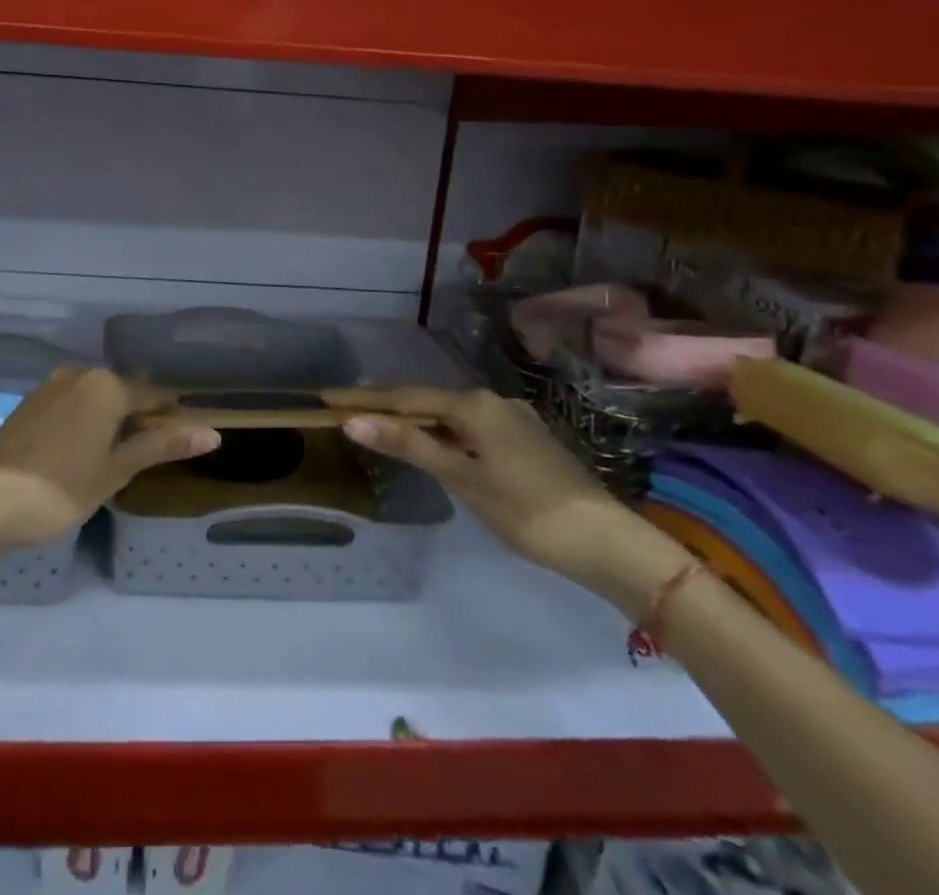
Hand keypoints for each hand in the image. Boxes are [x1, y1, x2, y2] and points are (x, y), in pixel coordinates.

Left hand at [0, 367, 220, 548]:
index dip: (172, 415)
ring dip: (111, 419)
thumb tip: (212, 432)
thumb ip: (161, 447)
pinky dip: (85, 421)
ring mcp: (50, 387)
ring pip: (95, 398)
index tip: (187, 435)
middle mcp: (80, 375)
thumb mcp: (116, 470)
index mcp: (107, 386)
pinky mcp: (29, 404)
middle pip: (123, 393)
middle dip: (140, 417)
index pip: (154, 395)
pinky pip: (71, 405)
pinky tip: (83, 449)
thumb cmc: (60, 488)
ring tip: (119, 454)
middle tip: (151, 453)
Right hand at [329, 387, 691, 609]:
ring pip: (452, 415)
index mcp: (474, 404)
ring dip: (417, 422)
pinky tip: (436, 448)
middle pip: (429, 401)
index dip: (367, 400)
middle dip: (389, 408)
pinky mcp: (526, 441)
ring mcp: (513, 419)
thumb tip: (355, 421)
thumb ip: (409, 445)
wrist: (607, 541)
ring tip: (383, 430)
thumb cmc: (527, 510)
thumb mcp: (461, 478)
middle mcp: (493, 401)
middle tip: (350, 414)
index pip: (407, 397)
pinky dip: (445, 435)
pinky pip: (472, 428)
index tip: (331, 398)